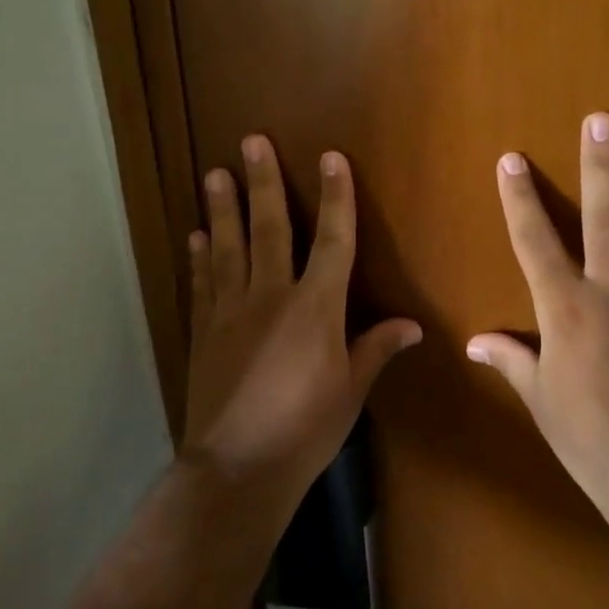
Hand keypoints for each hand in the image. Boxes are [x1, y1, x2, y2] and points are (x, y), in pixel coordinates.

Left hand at [181, 135, 421, 508]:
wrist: (237, 466)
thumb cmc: (306, 428)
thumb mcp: (351, 390)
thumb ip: (375, 349)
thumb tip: (412, 326)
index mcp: (316, 307)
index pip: (332, 240)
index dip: (336, 197)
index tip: (332, 159)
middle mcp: (270, 296)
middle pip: (270, 228)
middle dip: (264, 183)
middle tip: (251, 142)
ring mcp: (230, 311)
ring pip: (228, 247)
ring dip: (222, 208)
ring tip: (214, 173)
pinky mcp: (203, 332)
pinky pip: (202, 284)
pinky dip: (200, 258)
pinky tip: (197, 236)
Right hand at [468, 113, 608, 522]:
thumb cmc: (587, 435)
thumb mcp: (540, 398)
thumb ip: (511, 359)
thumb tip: (475, 341)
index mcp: (567, 310)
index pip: (535, 242)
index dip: (520, 199)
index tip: (512, 160)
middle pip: (607, 218)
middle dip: (602, 167)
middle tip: (603, 122)